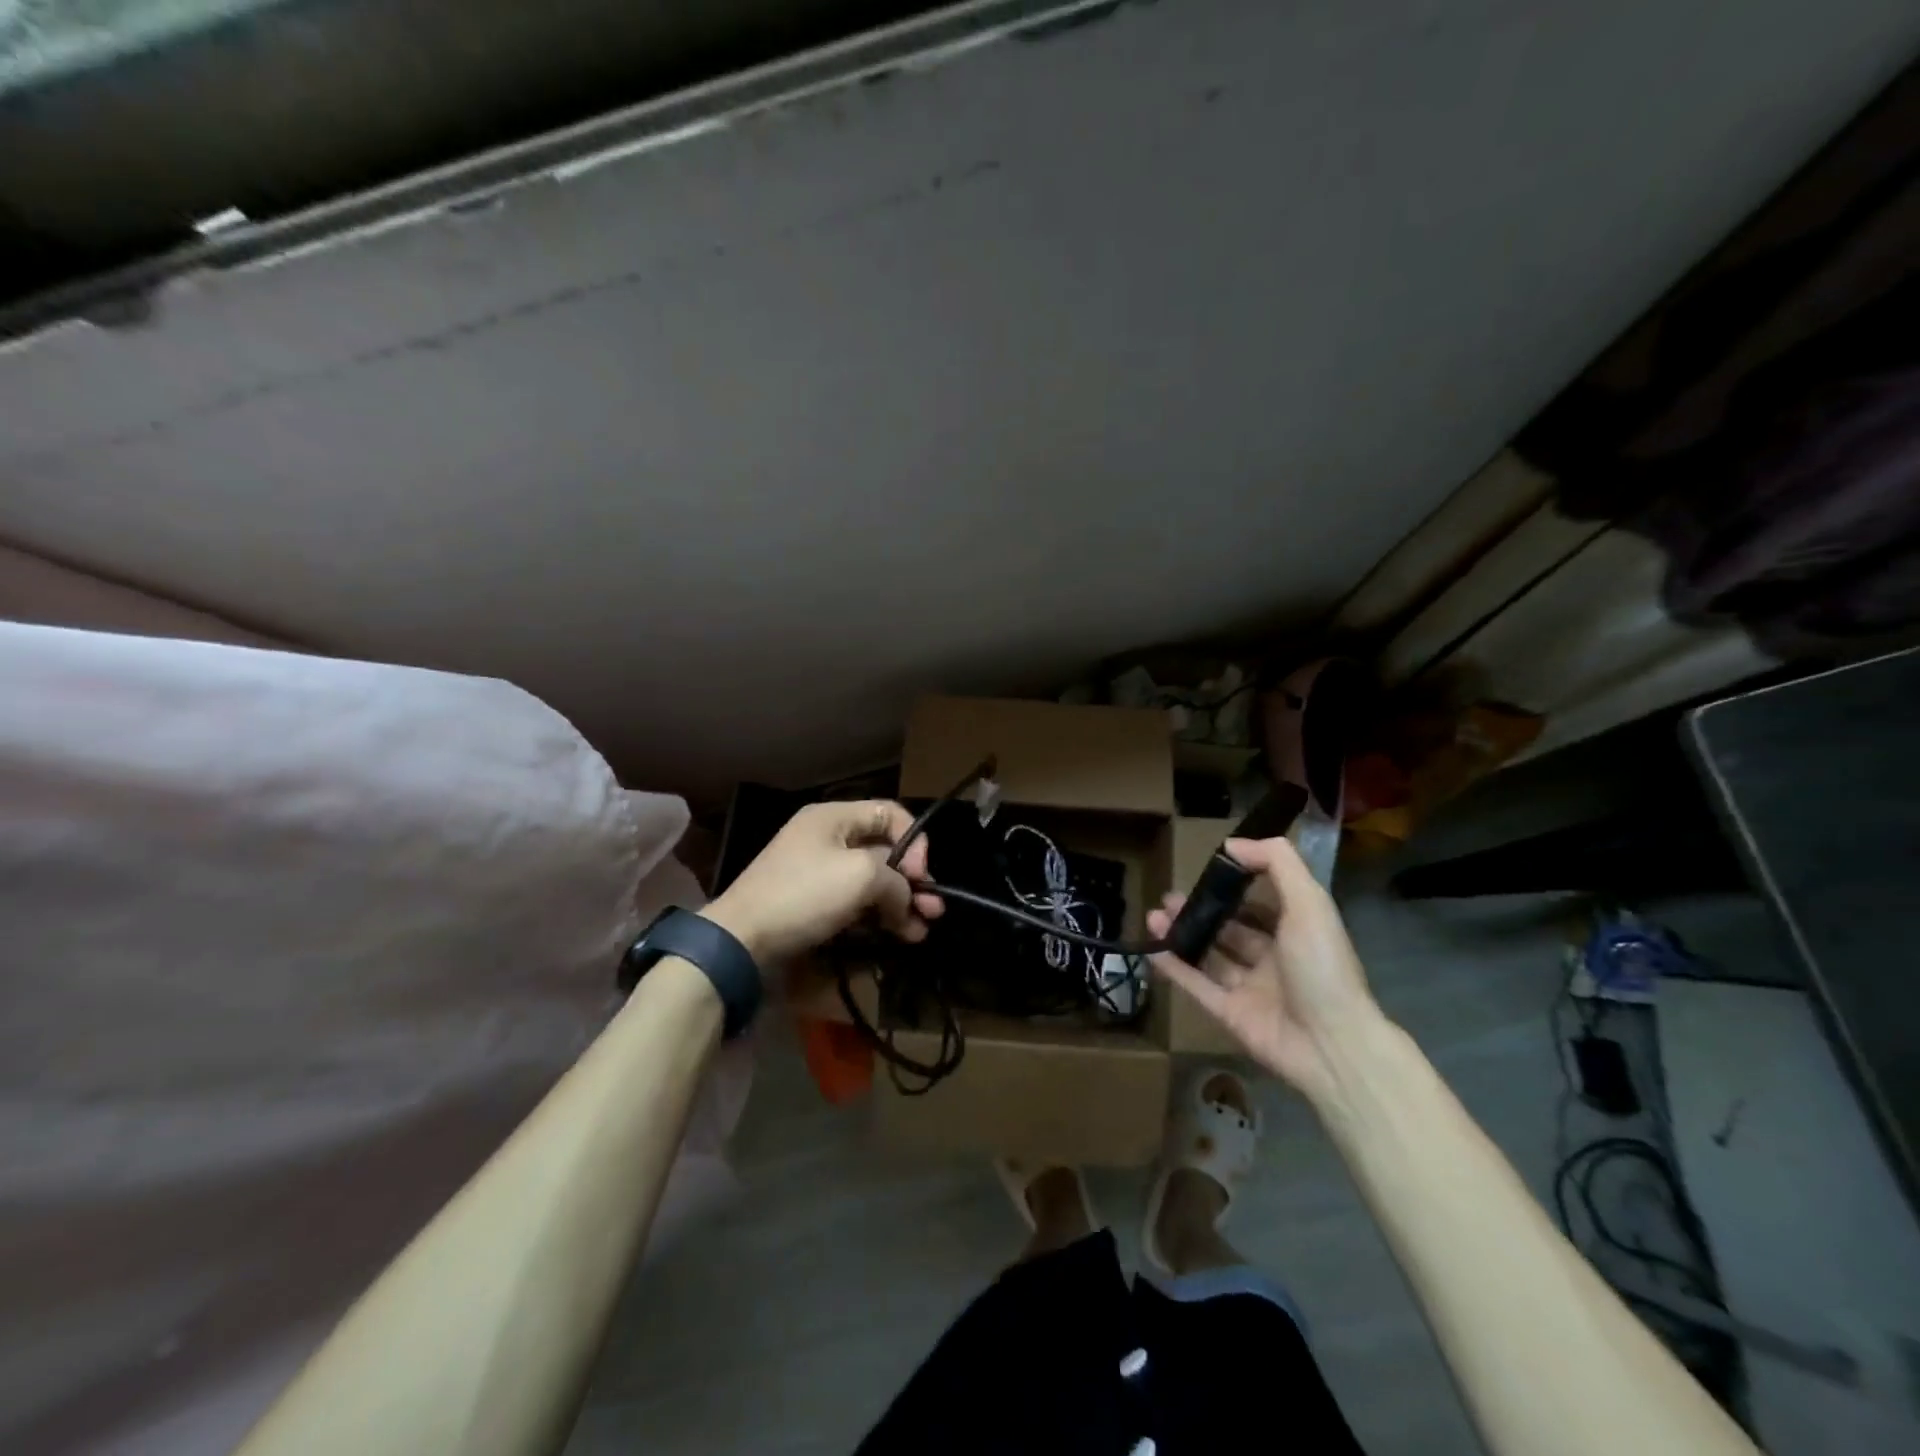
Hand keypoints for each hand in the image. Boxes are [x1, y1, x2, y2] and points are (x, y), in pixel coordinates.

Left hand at [703, 800, 944, 965]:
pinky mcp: (814, 904)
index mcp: (834, 817)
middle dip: (913, 881)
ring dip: (900, 904)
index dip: (915, 842)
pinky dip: (878, 917)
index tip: (922, 875)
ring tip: (920, 931)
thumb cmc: (804, 894)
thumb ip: (897, 881)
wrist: (741, 941)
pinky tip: (898, 936)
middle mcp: (828, 839)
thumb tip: (907, 901)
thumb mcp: (861, 876)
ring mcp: (819, 873)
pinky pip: (855, 903)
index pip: (890, 814)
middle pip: (884, 851)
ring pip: (872, 882)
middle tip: (934, 910)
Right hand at [1147, 835, 1381, 1100]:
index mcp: (1297, 932)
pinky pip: (1197, 985)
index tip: (1208, 869)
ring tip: (1155, 915)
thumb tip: (1233, 844)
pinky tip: (1152, 947)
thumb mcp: (1310, 903)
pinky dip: (1174, 966)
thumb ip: (1277, 864)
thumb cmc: (1322, 967)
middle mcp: (1274, 958)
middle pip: (1231, 929)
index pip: (1263, 902)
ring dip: (1184, 934)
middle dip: (1202, 910)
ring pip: (1210, 955)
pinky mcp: (1230, 1014)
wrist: (1332, 1046)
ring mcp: (1250, 989)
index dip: (1237, 885)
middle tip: (1170, 896)